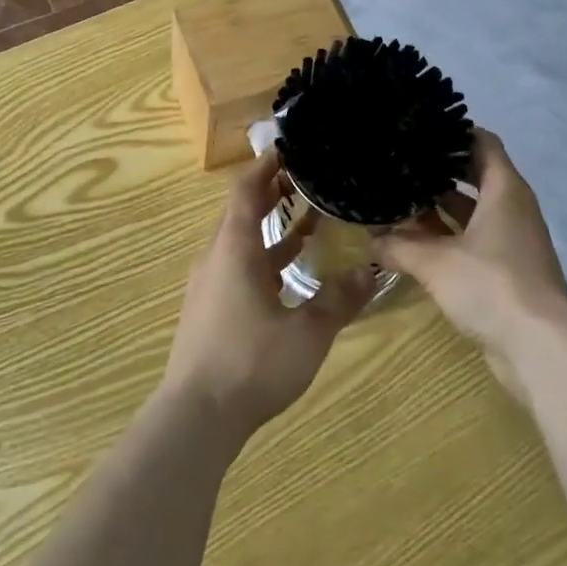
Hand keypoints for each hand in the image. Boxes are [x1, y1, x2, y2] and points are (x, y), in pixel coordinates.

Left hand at [163, 147, 373, 436]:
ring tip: (309, 221)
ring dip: (271, 228)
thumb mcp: (306, 333)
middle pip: (242, 211)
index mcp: (234, 249)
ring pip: (240, 241)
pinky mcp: (209, 308)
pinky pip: (238, 266)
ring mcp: (209, 284)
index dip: (266, 166)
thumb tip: (371, 271)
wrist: (196, 416)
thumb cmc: (250, 364)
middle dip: (272, 193)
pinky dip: (263, 258)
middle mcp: (217, 257)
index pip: (246, 191)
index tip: (289, 149)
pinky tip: (289, 275)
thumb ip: (338, 300)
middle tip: (308, 180)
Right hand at [371, 130, 566, 394]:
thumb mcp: (435, 262)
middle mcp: (512, 208)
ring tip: (397, 199)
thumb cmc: (492, 285)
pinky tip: (413, 241)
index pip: (482, 142)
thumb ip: (399, 246)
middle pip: (474, 175)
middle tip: (399, 163)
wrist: (540, 349)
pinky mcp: (507, 270)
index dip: (453, 131)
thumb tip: (368, 239)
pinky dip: (447, 237)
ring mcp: (512, 240)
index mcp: (504, 190)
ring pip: (471, 211)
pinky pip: (473, 240)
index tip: (418, 129)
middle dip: (437, 171)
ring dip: (439, 208)